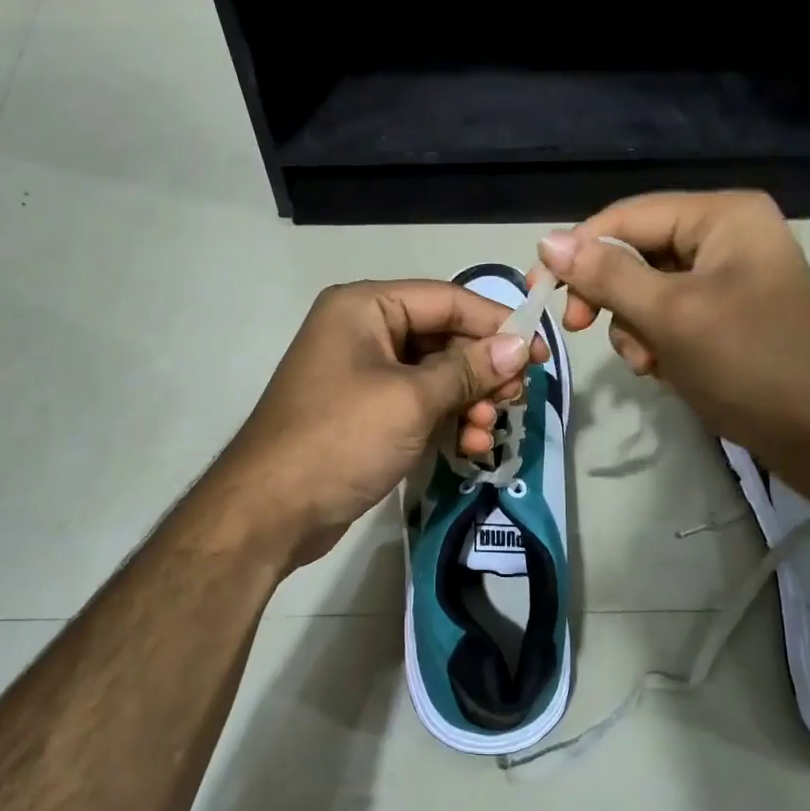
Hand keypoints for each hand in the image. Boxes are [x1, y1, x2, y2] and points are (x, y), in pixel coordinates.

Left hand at [206, 280, 547, 570]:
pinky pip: (418, 403)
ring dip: (469, 401)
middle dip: (483, 371)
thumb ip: (468, 369)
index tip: (538, 355)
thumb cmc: (341, 439)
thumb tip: (518, 346)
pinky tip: (470, 446)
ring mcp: (363, 373)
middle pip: (444, 337)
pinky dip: (447, 420)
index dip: (497, 324)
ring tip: (488, 432)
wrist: (271, 511)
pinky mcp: (366, 411)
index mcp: (366, 307)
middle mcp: (363, 330)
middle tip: (515, 401)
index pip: (448, 300)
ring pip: (436, 374)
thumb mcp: (412, 400)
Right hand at [535, 191, 809, 492]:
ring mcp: (728, 275)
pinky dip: (655, 340)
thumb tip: (547, 241)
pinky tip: (663, 369)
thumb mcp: (670, 315)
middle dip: (612, 296)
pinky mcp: (726, 313)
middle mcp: (725, 235)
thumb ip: (607, 275)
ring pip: (646, 288)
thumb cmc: (749, 365)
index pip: (627, 217)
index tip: (540, 293)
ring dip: (633, 325)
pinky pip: (668, 314)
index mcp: (721, 216)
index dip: (578, 251)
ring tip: (648, 362)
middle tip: (578, 328)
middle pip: (635, 251)